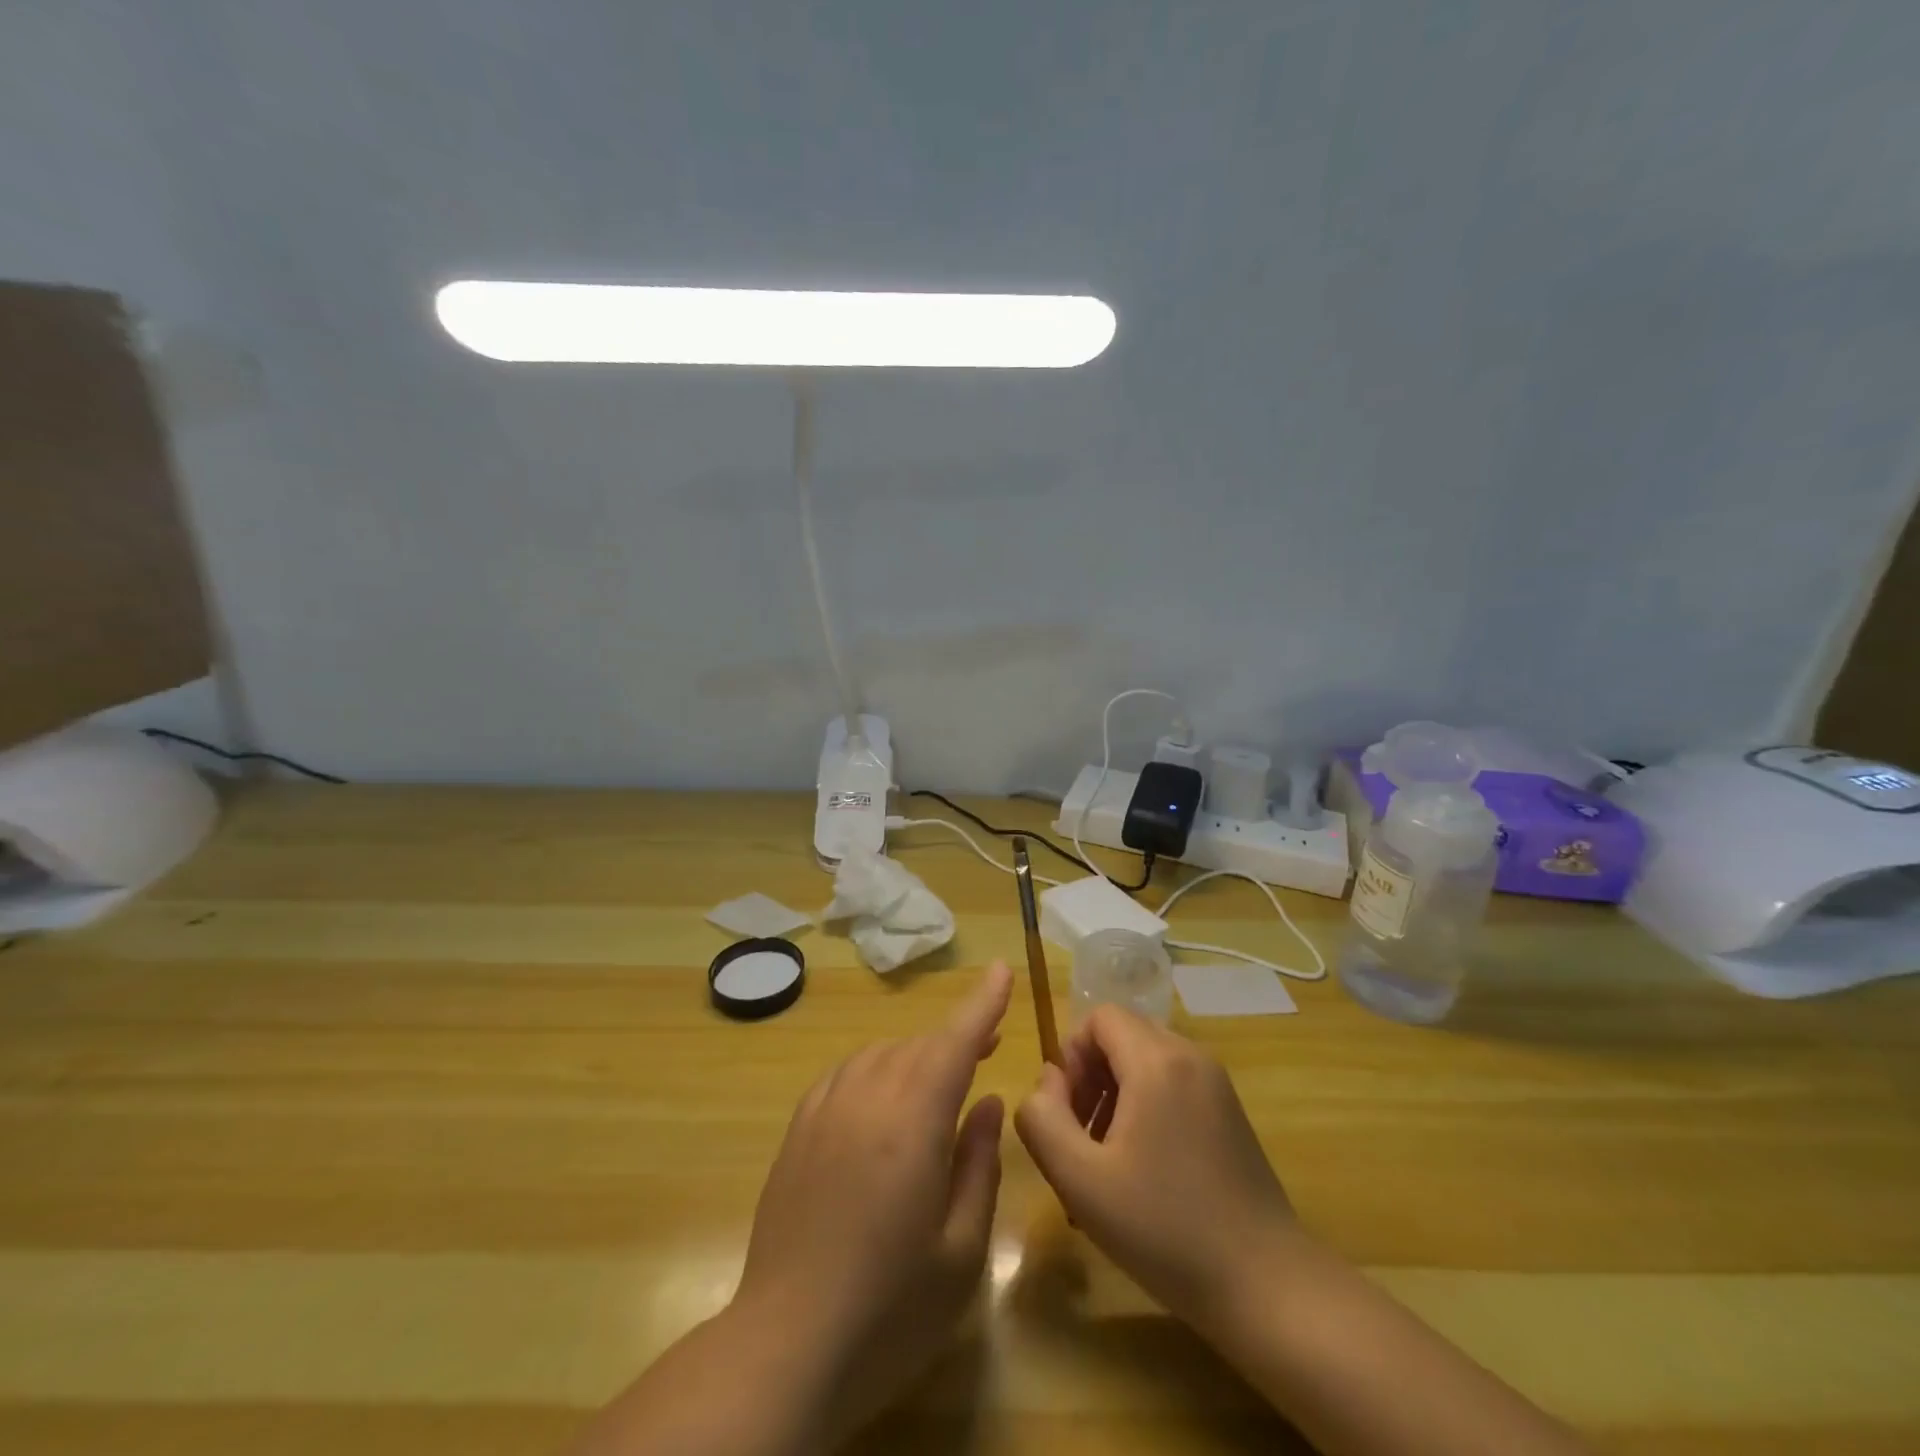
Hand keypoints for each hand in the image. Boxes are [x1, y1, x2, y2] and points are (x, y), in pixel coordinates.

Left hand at [730, 959, 1012, 1443]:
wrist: (787, 1343)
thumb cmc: (890, 1306)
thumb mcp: (961, 1249)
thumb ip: (978, 1164)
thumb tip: (987, 1103)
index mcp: (913, 1122)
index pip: (954, 1042)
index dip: (981, 1003)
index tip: (1000, 969)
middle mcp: (868, 1098)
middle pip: (920, 1046)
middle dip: (957, 1038)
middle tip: (988, 1048)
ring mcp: (826, 1109)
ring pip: (882, 1053)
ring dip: (917, 1055)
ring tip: (940, 1077)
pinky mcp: (798, 1129)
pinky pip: (846, 1073)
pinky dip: (875, 1069)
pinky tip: (883, 1096)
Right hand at [1013, 1005, 1297, 1330]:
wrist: (1267, 1286)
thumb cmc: (1166, 1229)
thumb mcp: (1080, 1180)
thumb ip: (1043, 1118)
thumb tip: (1047, 1082)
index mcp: (1157, 1060)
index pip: (1099, 1017)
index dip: (1071, 1055)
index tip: (1068, 1112)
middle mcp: (1190, 1056)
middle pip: (1122, 1037)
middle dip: (1090, 1078)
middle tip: (1083, 1141)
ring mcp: (1216, 1084)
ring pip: (1146, 1062)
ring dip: (1115, 1097)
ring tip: (1108, 1164)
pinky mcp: (1229, 1113)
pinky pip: (1172, 1086)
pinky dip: (1146, 1110)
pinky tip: (1144, 1172)